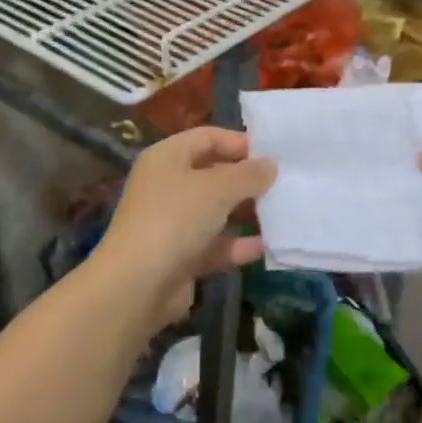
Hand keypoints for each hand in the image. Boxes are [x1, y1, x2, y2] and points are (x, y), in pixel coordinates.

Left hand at [93, 126, 276, 328]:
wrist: (138, 284)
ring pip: (216, 211)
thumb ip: (248, 174)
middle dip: (246, 179)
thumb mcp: (217, 188)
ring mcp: (172, 223)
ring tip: (282, 212)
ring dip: (245, 212)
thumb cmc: (175, 219)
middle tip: (284, 183)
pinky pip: (215, 244)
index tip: (273, 153)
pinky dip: (237, 245)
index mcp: (167, 158)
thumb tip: (270, 165)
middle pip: (212, 174)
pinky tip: (267, 245)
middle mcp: (167, 186)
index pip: (206, 137)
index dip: (239, 142)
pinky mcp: (180, 256)